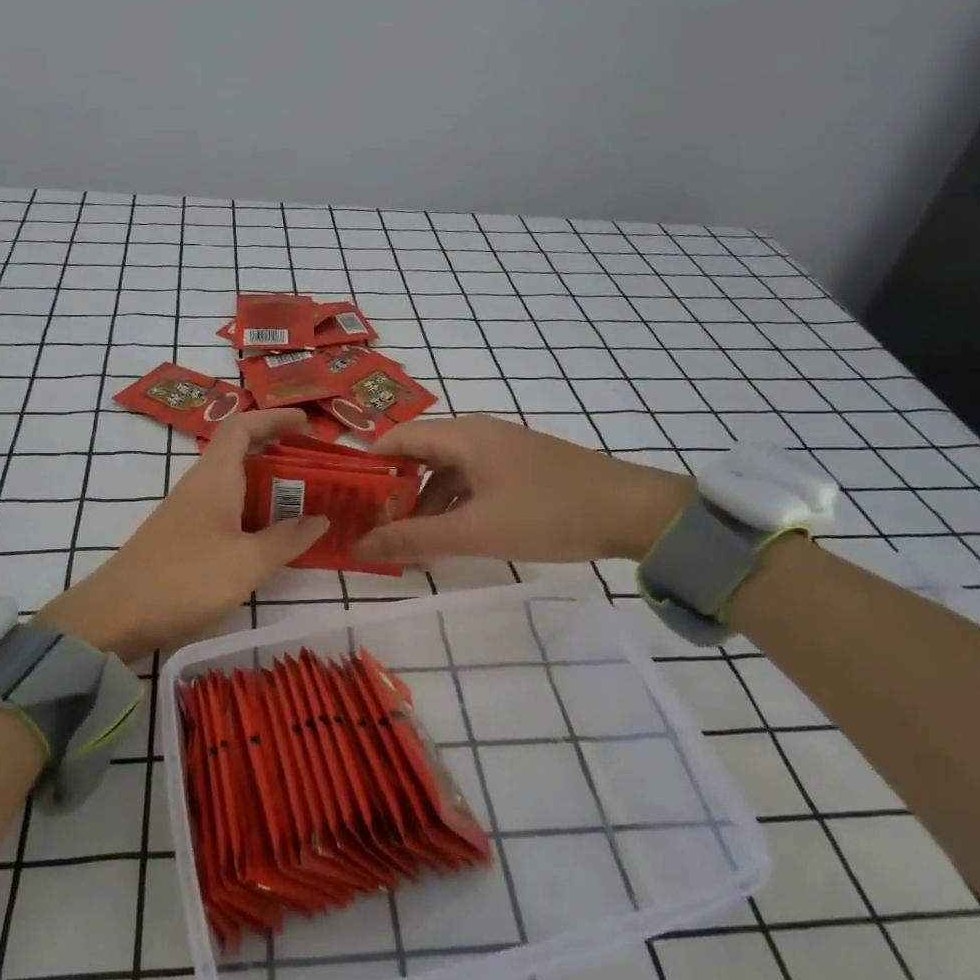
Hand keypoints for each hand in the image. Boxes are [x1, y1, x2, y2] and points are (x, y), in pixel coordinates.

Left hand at [34, 407, 328, 657]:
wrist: (115, 616)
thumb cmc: (185, 579)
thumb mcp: (247, 563)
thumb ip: (287, 539)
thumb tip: (321, 519)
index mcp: (215, 477)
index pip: (243, 427)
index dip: (275, 418)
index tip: (307, 424)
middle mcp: (200, 486)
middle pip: (241, 454)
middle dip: (280, 455)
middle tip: (317, 470)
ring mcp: (188, 513)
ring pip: (235, 486)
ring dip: (269, 489)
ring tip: (304, 505)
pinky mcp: (183, 539)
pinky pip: (226, 512)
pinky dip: (253, 515)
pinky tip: (269, 540)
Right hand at [353, 415, 692, 566]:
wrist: (634, 511)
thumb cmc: (547, 514)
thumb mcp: (474, 531)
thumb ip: (412, 538)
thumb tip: (358, 547)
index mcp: (462, 435)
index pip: (396, 438)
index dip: (366, 466)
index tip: (345, 501)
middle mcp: (478, 432)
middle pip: (419, 455)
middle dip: (394, 493)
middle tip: (373, 530)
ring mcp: (503, 449)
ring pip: (447, 472)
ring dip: (425, 505)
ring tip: (410, 545)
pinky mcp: (522, 467)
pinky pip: (473, 481)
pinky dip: (454, 506)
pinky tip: (452, 537)